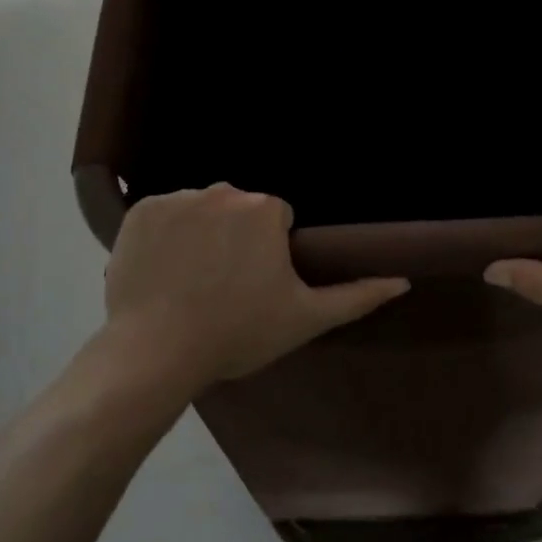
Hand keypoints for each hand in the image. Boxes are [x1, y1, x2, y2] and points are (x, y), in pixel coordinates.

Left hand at [101, 184, 409, 389]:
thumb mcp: (304, 318)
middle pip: (238, 210)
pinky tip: (162, 270)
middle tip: (224, 287)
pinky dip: (164, 235)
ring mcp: (177, 198)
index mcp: (264, 208)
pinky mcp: (139, 210)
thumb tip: (402, 280)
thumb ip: (356, 296)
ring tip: (190, 282)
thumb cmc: (237, 333)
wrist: (155, 351)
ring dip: (201, 234)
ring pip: (201, 210)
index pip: (276, 219)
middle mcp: (222, 190)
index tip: (255, 286)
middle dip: (236, 238)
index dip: (270, 252)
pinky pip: (162, 215)